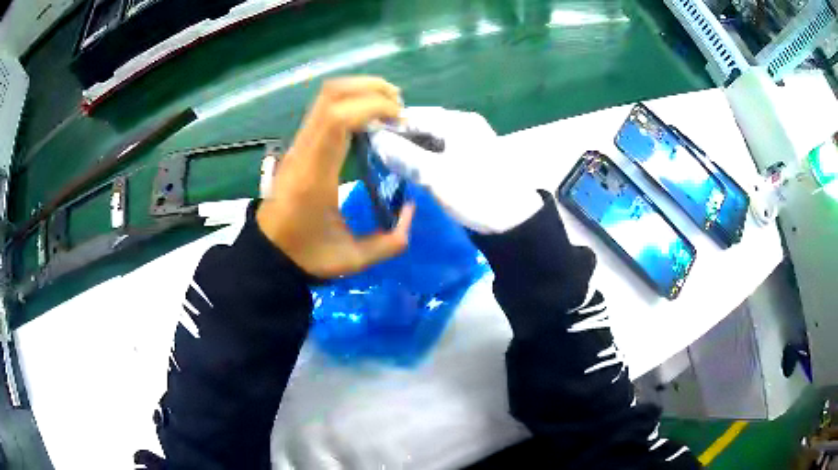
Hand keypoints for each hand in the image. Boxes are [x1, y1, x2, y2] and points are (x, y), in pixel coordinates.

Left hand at [257, 77, 414, 278]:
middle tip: (399, 109)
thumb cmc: (306, 255)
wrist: (267, 253)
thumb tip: (411, 209)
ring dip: (361, 91)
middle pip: (331, 94)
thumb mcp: (353, 260)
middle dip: (371, 89)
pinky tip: (369, 117)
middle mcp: (304, 150)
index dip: (373, 107)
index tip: (400, 120)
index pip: (337, 119)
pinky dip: (351, 101)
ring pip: (326, 96)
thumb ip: (390, 242)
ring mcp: (298, 144)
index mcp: (314, 175)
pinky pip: (324, 107)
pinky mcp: (300, 144)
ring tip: (388, 107)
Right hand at [370, 107, 541, 233]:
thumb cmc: (476, 193)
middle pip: (423, 125)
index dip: (389, 125)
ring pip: (430, 139)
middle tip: (374, 151)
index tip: (365, 136)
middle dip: (399, 137)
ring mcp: (467, 142)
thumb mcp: (436, 175)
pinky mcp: (468, 158)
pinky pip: (438, 151)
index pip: (415, 115)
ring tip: (386, 160)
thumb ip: (404, 156)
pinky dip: (422, 158)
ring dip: (409, 149)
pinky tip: (407, 167)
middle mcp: (463, 126)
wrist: (515, 222)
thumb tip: (376, 140)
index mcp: (459, 122)